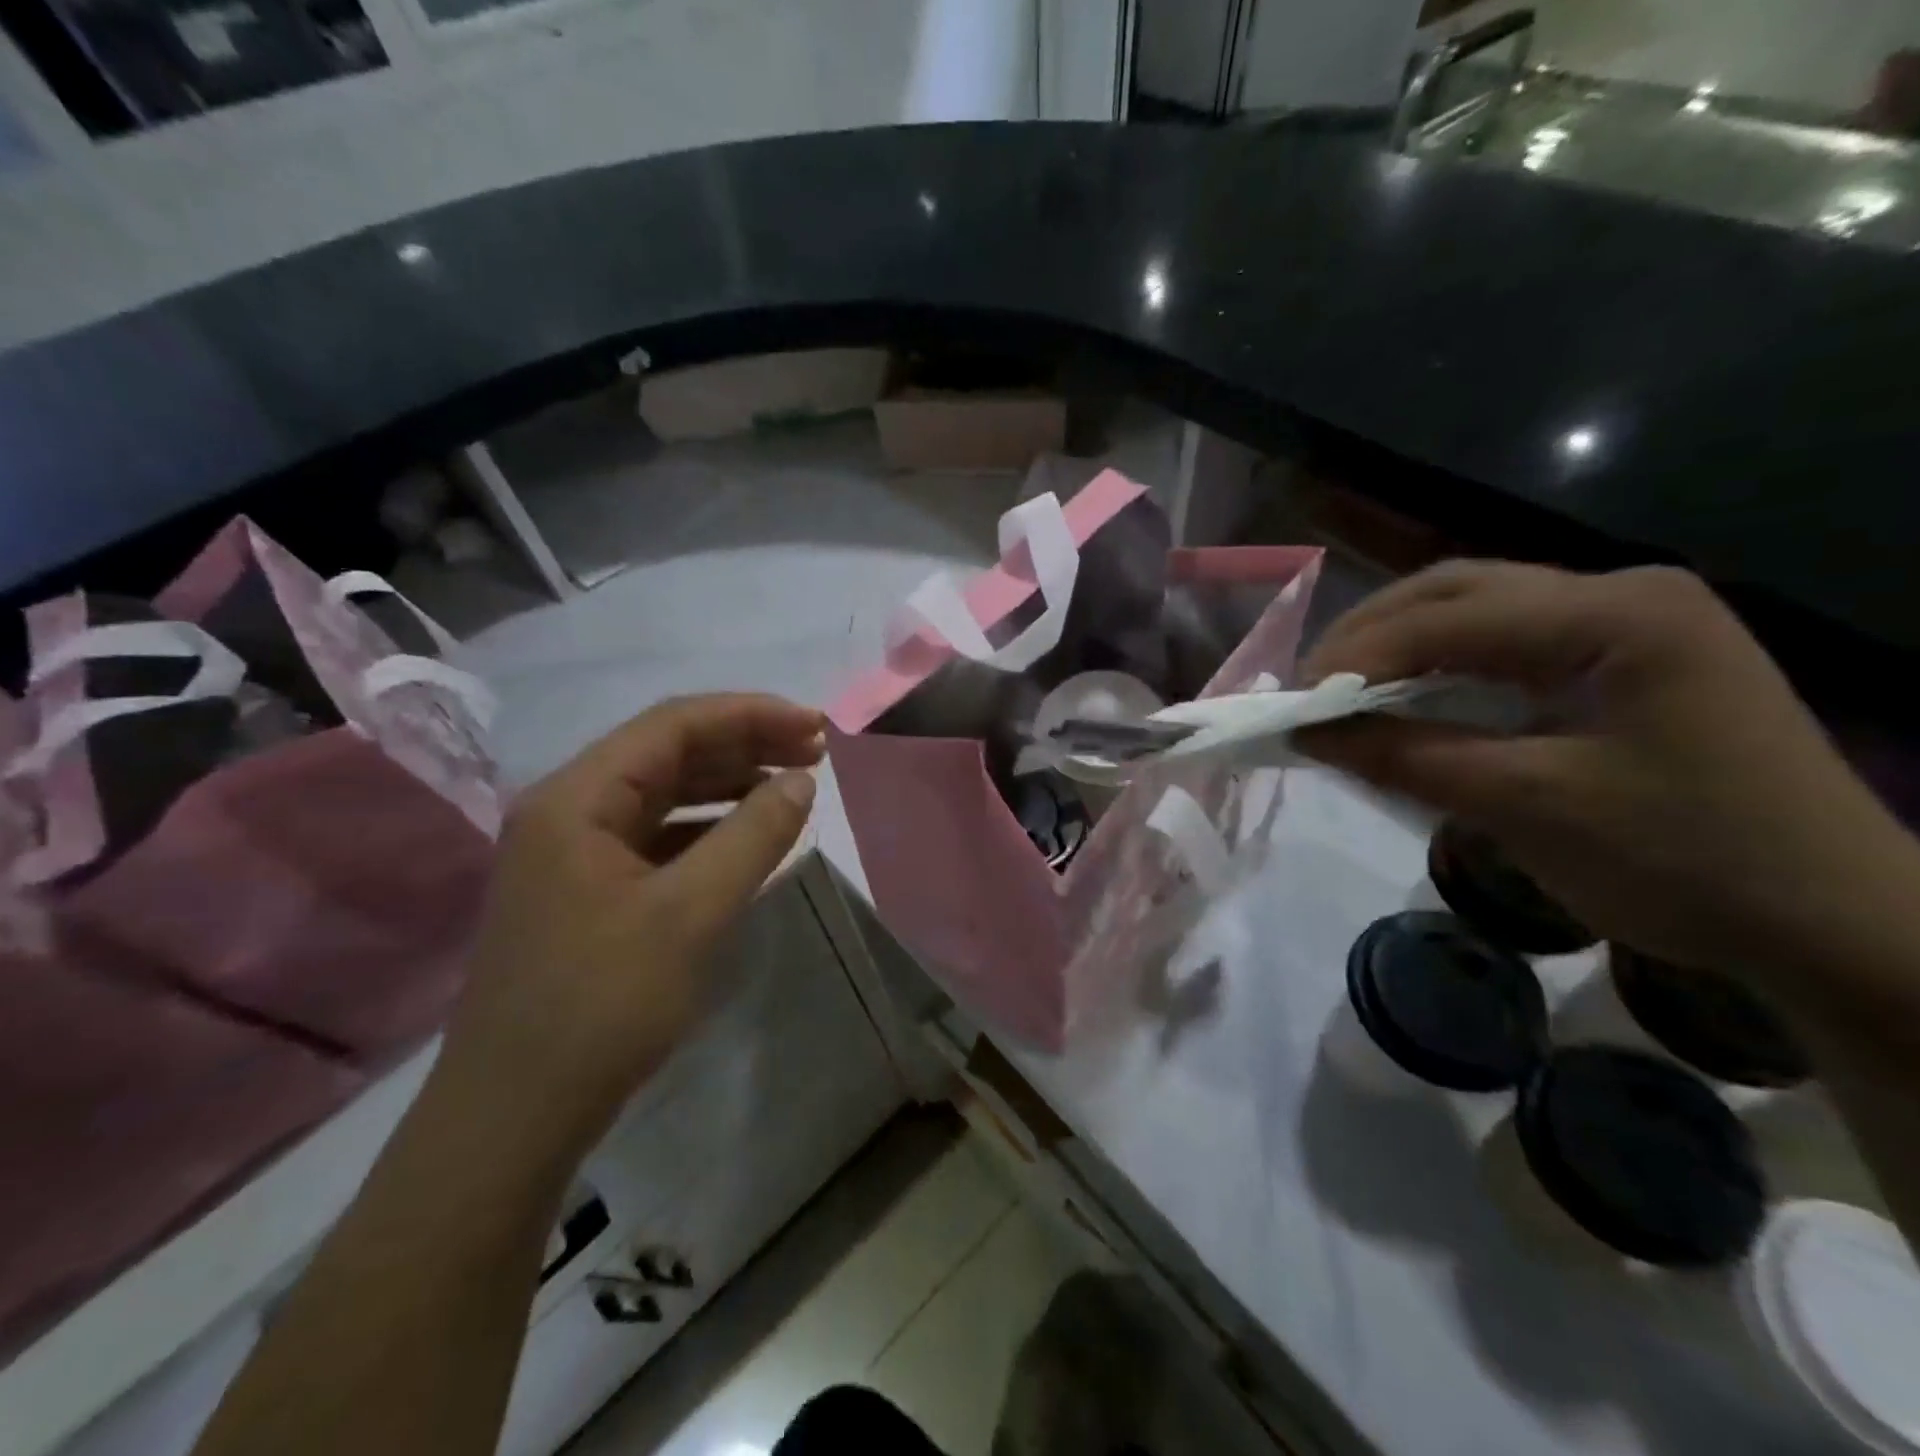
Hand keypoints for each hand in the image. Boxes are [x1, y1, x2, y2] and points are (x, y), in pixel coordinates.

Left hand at [436, 694, 824, 1161]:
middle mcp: (569, 809)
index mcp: (577, 798)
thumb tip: (801, 779)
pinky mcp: (589, 888)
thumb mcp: (691, 914)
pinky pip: (658, 834)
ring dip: (730, 781)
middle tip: (817, 749)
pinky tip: (749, 835)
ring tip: (794, 783)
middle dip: (746, 743)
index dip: (751, 715)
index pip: (673, 725)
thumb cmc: (602, 1006)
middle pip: (668, 751)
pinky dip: (709, 826)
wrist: (516, 1116)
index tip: (816, 726)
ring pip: (665, 792)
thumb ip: (752, 836)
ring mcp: (575, 850)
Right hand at [1294, 562, 1919, 992]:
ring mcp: (1628, 621)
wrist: (1834, 924)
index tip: (1289, 703)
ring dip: (1400, 644)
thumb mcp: (1526, 806)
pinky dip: (1441, 666)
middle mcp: (1621, 593)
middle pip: (1457, 590)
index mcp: (1617, 613)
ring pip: (1477, 608)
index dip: (1355, 657)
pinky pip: (1506, 643)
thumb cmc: (1685, 861)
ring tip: (1342, 690)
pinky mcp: (1625, 656)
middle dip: (1369, 635)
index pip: (1448, 618)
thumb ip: (1404, 756)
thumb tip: (1304, 733)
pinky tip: (1407, 696)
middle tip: (1309, 688)